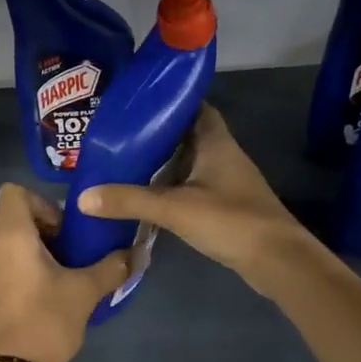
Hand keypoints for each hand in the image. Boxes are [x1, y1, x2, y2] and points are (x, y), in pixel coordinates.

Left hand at [0, 184, 130, 361]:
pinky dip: (7, 272)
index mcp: (10, 236)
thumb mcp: (86, 292)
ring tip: (48, 277)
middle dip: (35, 226)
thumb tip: (138, 253)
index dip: (40, 203)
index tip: (62, 231)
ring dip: (21, 250)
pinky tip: (28, 300)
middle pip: (5, 216)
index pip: (13, 192)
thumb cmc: (47, 322)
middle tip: (61, 252)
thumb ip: (113, 267)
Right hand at [75, 105, 312, 294]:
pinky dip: (170, 186)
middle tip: (118, 135)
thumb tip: (82, 197)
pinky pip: (191, 186)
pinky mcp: (224, 205)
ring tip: (123, 162)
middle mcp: (221, 154)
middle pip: (185, 134)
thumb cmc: (231, 220)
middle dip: (155, 133)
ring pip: (188, 162)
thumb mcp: (174, 208)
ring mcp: (225, 181)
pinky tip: (146, 195)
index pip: (192, 106)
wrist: (277, 260)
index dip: (167, 101)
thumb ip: (130, 201)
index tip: (135, 103)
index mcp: (215, 141)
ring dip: (162, 162)